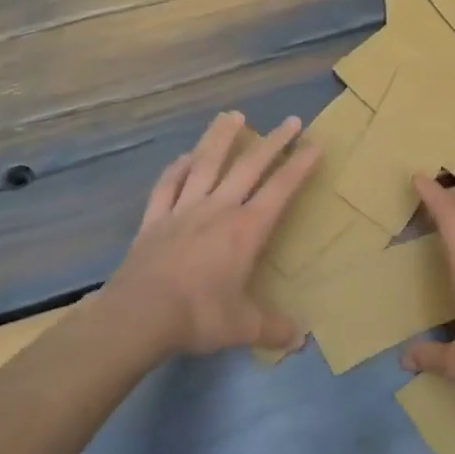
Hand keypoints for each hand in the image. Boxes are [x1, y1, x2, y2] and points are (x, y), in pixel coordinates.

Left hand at [99, 111, 319, 362]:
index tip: (315, 143)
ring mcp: (183, 210)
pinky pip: (167, 186)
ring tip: (232, 115)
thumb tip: (301, 338)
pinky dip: (176, 168)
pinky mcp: (154, 220)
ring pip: (205, 164)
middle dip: (273, 141)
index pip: (280, 189)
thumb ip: (273, 328)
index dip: (299, 165)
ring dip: (220, 138)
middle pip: (248, 166)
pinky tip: (183, 157)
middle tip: (290, 120)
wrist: (139, 316)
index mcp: (246, 230)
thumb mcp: (244, 327)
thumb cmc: (199, 316)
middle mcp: (218, 209)